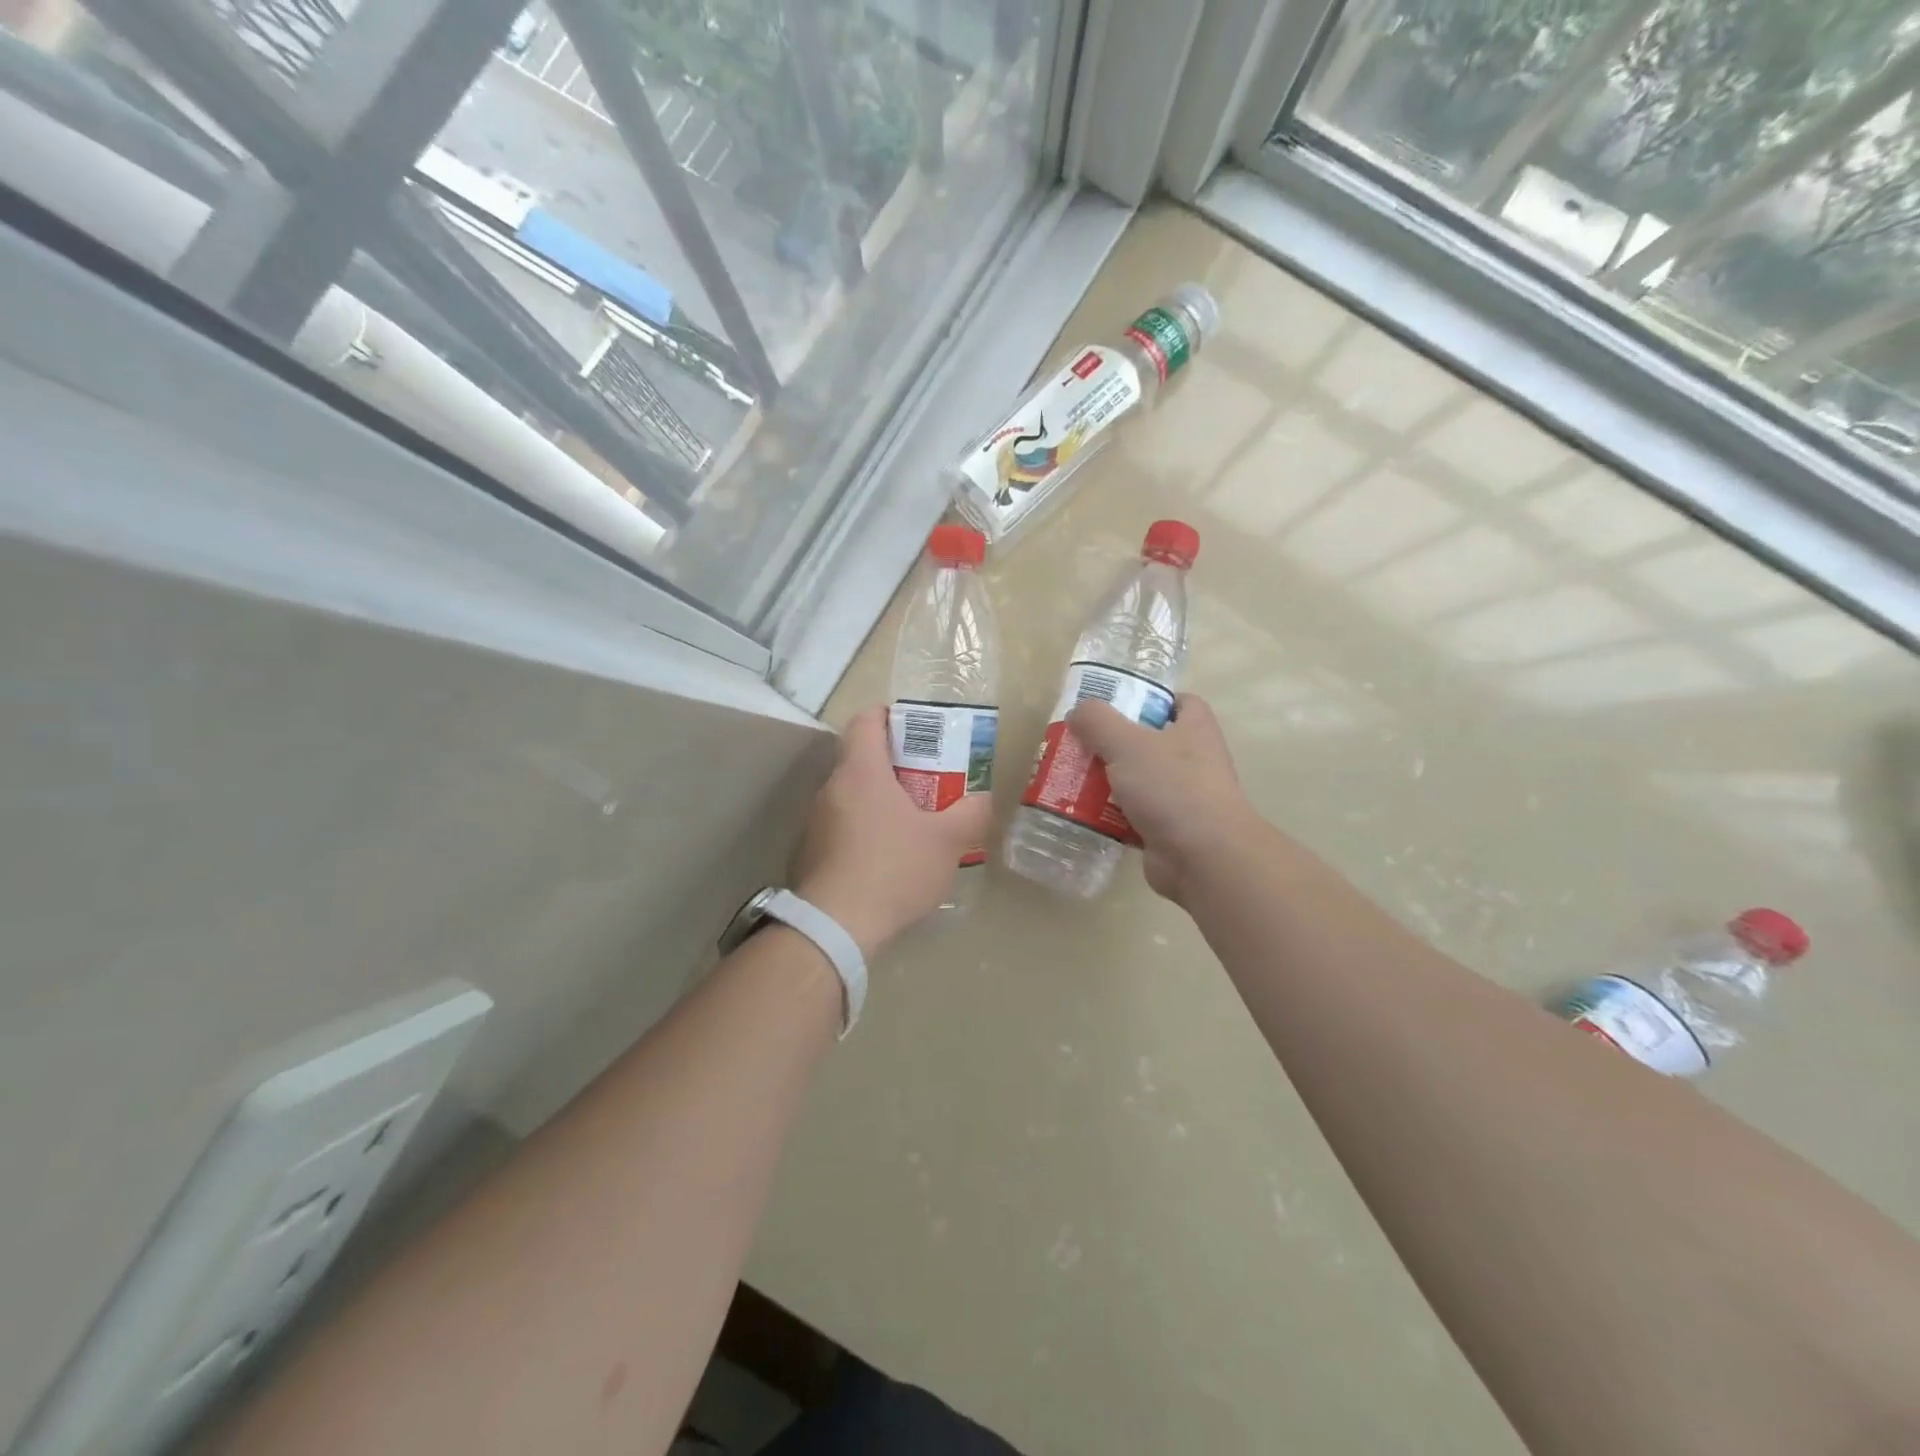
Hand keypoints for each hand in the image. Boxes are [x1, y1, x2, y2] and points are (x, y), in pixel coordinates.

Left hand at [792, 706, 993, 955]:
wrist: (836, 926)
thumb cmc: (893, 868)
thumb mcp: (947, 841)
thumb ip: (971, 814)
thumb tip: (982, 800)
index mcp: (861, 771)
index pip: (865, 721)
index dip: (888, 715)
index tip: (914, 728)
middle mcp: (832, 788)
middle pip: (859, 758)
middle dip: (893, 763)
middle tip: (927, 779)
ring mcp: (816, 821)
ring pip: (850, 795)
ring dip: (878, 799)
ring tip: (911, 821)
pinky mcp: (810, 852)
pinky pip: (841, 826)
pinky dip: (863, 829)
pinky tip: (887, 858)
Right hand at [1065, 693, 1258, 904]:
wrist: (1204, 856)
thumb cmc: (1172, 787)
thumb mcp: (1127, 743)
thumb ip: (1098, 722)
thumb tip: (1078, 712)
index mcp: (1195, 729)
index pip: (1181, 702)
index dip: (1152, 699)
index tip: (1118, 705)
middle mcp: (1194, 760)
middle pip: (1151, 742)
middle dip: (1115, 743)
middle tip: (1081, 744)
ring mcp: (1183, 797)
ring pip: (1139, 781)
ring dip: (1108, 781)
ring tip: (1071, 779)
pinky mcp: (1169, 830)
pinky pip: (1133, 816)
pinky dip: (1110, 816)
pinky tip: (1083, 814)